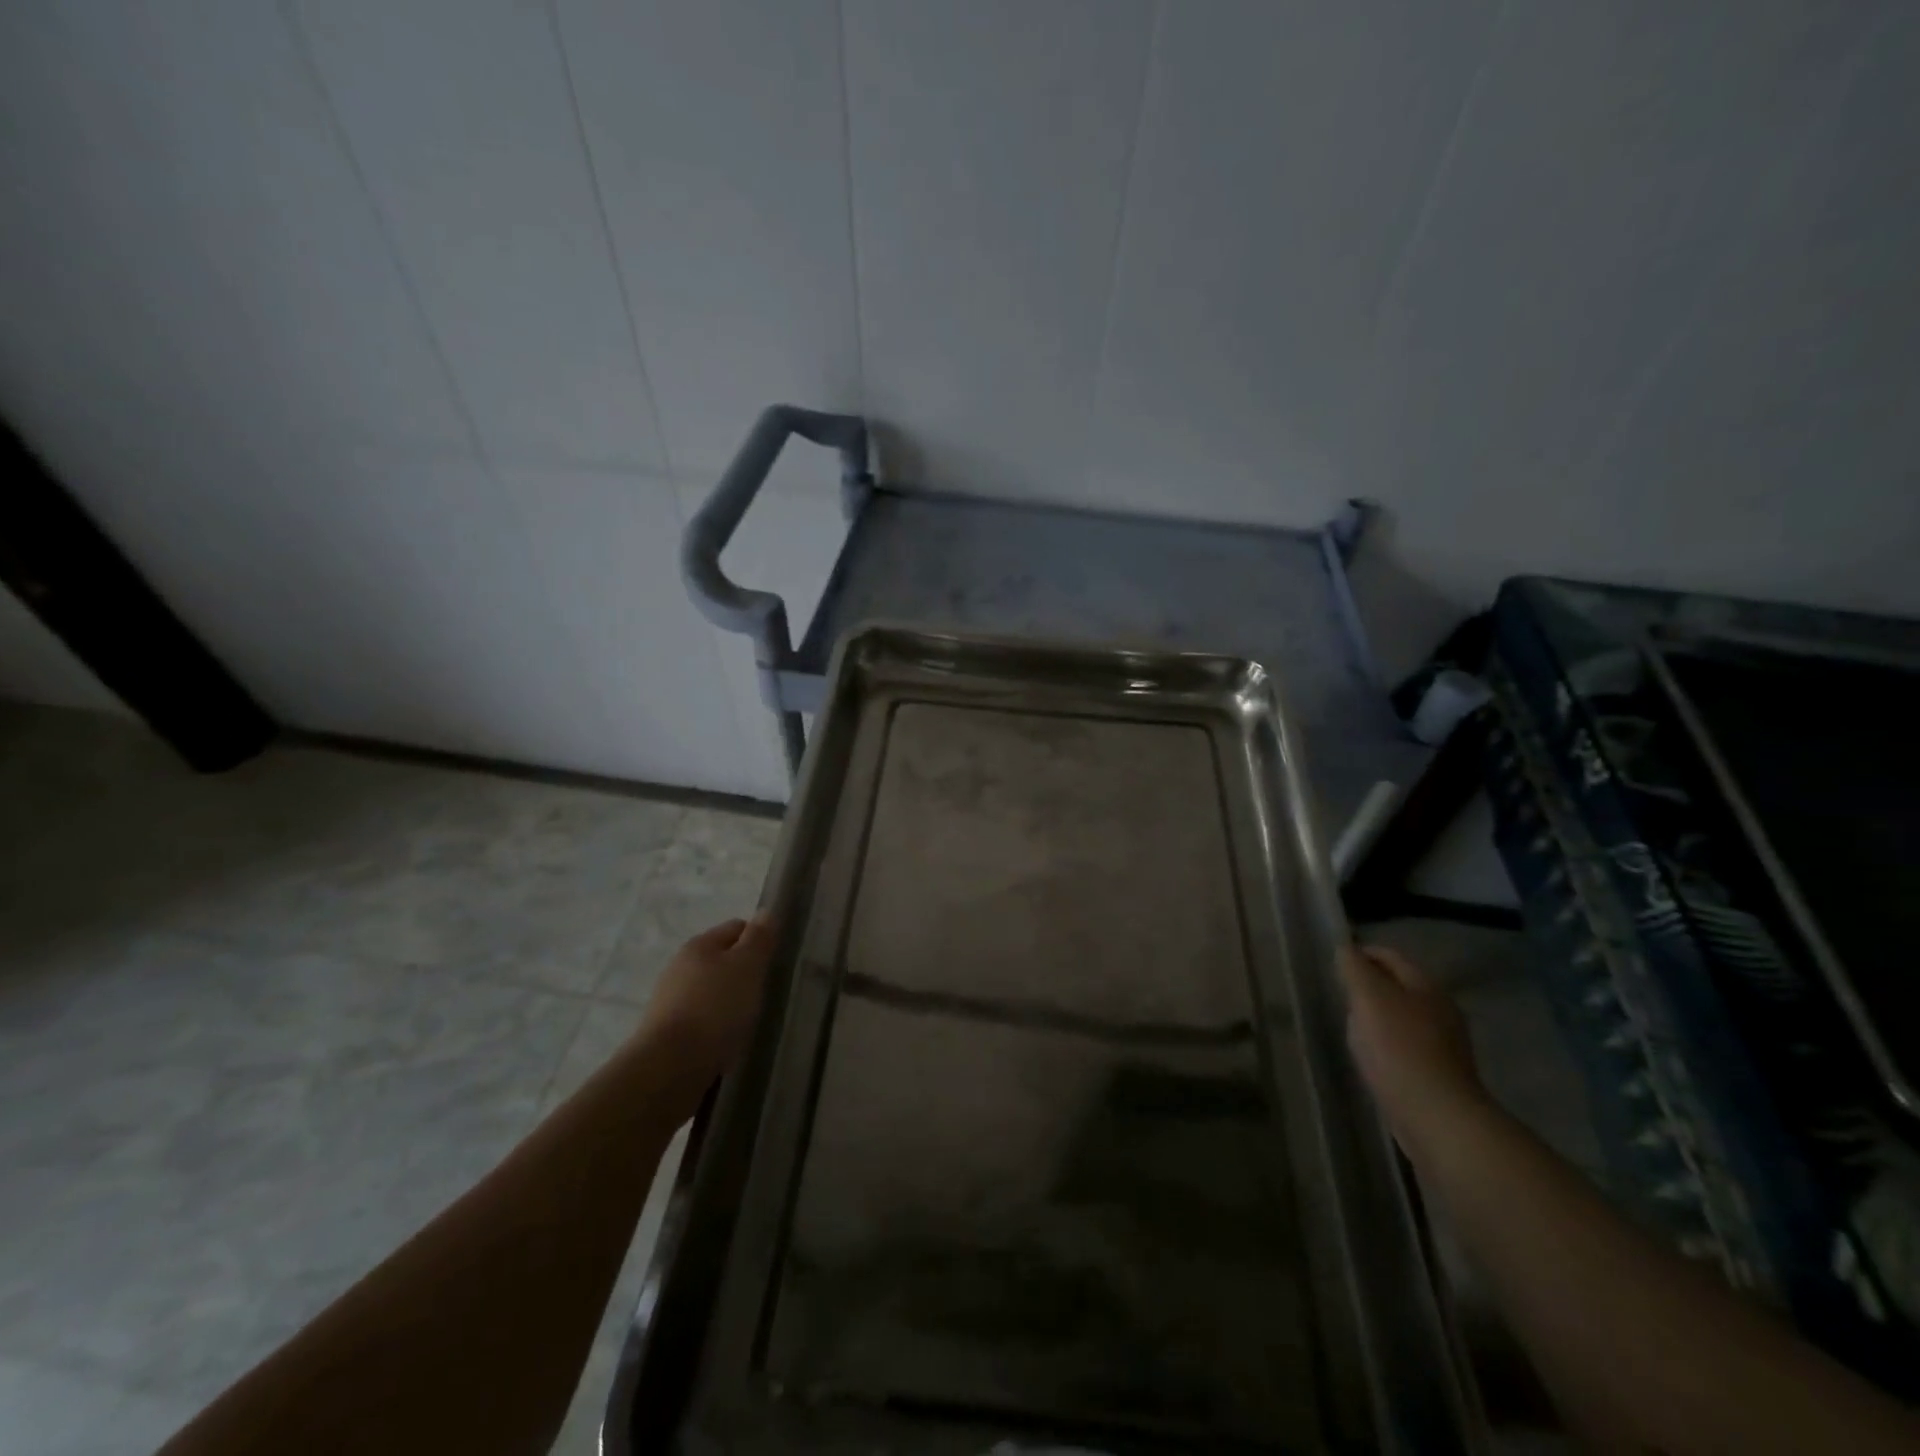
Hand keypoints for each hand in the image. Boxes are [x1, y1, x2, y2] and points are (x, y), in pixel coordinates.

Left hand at [636, 916, 775, 1104]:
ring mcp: (669, 1001)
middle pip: (721, 960)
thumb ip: (758, 939)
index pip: (736, 928)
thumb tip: (765, 912)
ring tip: (747, 1021)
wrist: (669, 1067)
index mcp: (699, 945)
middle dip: (743, 973)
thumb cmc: (715, 1008)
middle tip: (764, 992)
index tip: (775, 961)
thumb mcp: (747, 967)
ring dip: (729, 1001)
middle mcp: (679, 967)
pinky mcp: (666, 1033)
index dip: (758, 939)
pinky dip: (715, 1026)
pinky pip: (700, 1019)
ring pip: (710, 991)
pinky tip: (726, 1041)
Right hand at [1341, 943, 1488, 1157]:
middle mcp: (1441, 1009)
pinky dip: (1389, 1041)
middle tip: (1341, 992)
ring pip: (1404, 1015)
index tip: (1335, 963)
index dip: (1362, 953)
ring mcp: (1445, 1043)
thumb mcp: (1368, 998)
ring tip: (1352, 1023)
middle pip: (1400, 985)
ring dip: (1379, 1014)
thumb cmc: (1398, 1048)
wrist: (1436, 1116)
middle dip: (1371, 984)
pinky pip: (1407, 1043)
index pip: (1391, 956)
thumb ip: (1355, 968)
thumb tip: (1346, 949)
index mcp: (1426, 986)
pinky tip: (1373, 1054)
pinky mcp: (1440, 1072)